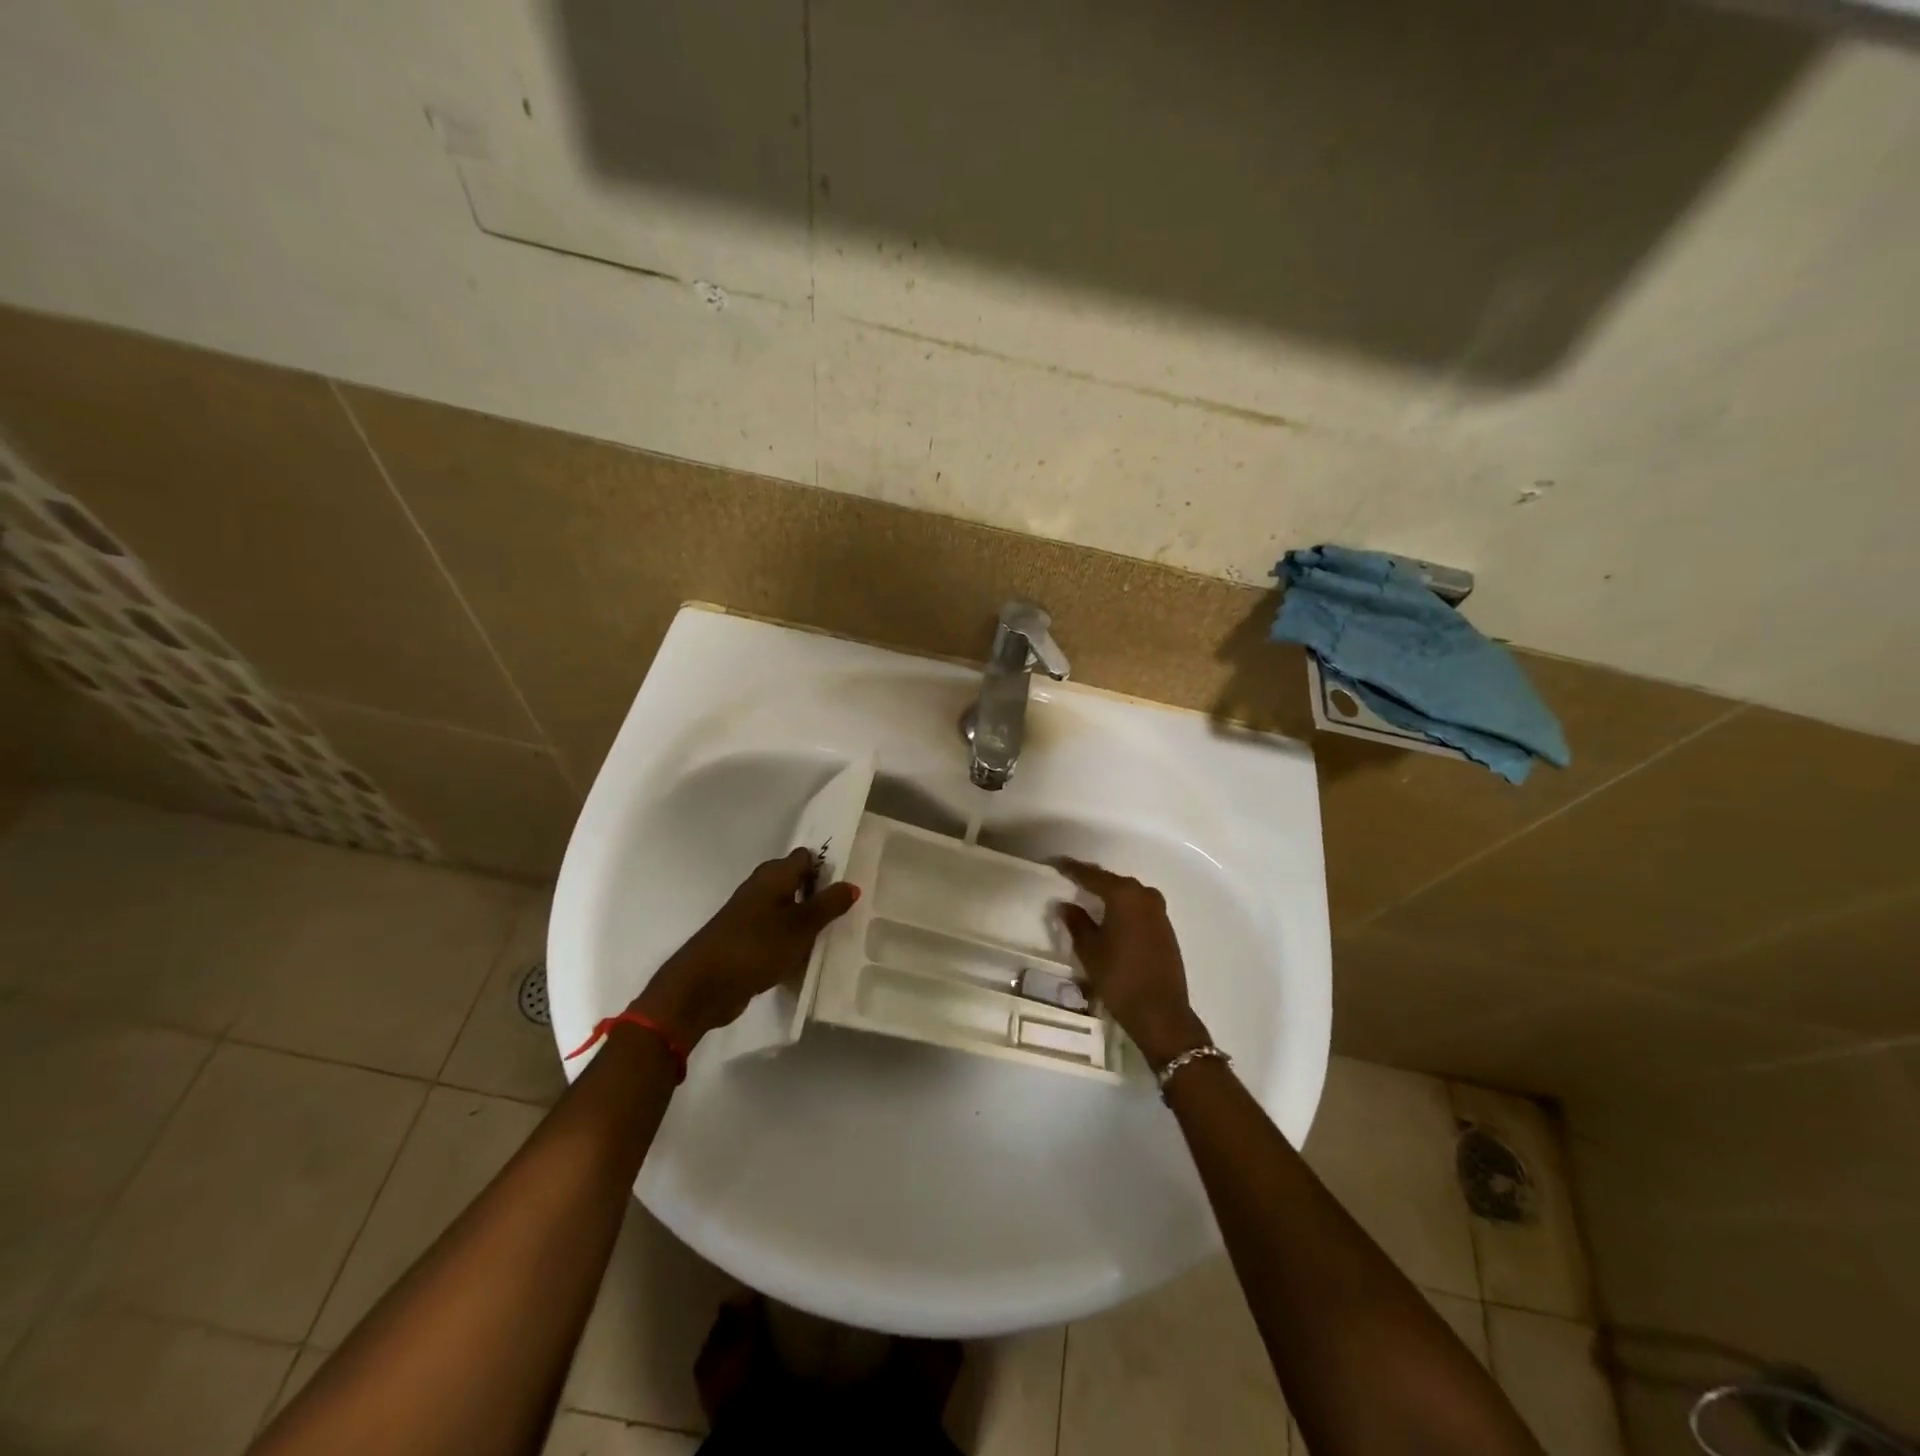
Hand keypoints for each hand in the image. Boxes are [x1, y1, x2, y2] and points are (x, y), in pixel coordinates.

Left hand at [633, 849, 858, 1047]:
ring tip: (836, 933)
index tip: (849, 883)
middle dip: (820, 894)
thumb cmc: (755, 947)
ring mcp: (750, 916)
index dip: (827, 866)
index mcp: (773, 876)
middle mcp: (760, 889)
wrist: (702, 987)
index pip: (805, 858)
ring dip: (807, 920)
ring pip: (787, 910)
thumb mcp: (801, 926)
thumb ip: (829, 904)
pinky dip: (792, 941)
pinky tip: (808, 955)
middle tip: (850, 909)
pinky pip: (777, 934)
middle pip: (797, 882)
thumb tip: (852, 884)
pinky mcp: (745, 941)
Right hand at [1054, 857, 1209, 1068]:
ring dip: (1110, 894)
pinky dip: (1123, 908)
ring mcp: (1159, 912)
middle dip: (1092, 880)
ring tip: (1088, 897)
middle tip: (1070, 879)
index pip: (1092, 875)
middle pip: (1113, 881)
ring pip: (1128, 895)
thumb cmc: (1119, 977)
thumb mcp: (1089, 949)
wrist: (1161, 1012)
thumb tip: (1065, 905)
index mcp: (1124, 895)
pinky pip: (1139, 908)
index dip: (1072, 869)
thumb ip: (1076, 922)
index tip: (1056, 863)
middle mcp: (1144, 896)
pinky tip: (1111, 917)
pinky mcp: (1166, 929)